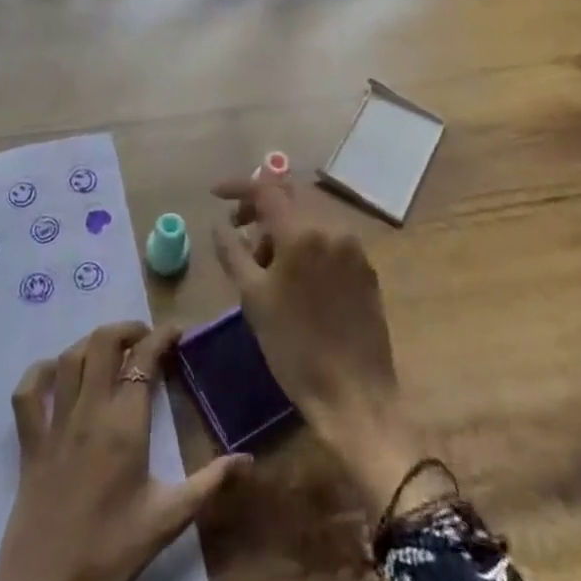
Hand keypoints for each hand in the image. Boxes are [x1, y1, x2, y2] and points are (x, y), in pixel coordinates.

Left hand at [0, 322, 249, 580]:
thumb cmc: (111, 554)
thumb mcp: (168, 520)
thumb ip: (210, 483)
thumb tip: (249, 460)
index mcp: (124, 425)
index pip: (144, 359)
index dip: (161, 337)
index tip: (177, 333)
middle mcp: (89, 411)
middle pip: (102, 344)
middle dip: (127, 329)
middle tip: (146, 338)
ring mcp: (54, 423)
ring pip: (69, 358)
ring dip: (91, 343)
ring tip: (111, 348)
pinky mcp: (29, 442)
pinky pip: (27, 393)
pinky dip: (40, 372)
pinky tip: (56, 372)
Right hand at [212, 172, 429, 514]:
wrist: (355, 394)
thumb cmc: (295, 347)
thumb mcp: (253, 299)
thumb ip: (233, 252)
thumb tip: (220, 225)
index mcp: (302, 232)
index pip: (265, 188)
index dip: (238, 186)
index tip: (215, 194)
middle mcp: (332, 227)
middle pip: (291, 194)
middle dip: (261, 203)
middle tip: (237, 225)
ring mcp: (353, 245)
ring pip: (311, 213)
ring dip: (283, 222)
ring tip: (262, 257)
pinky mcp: (366, 266)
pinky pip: (329, 234)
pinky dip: (305, 237)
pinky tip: (292, 269)